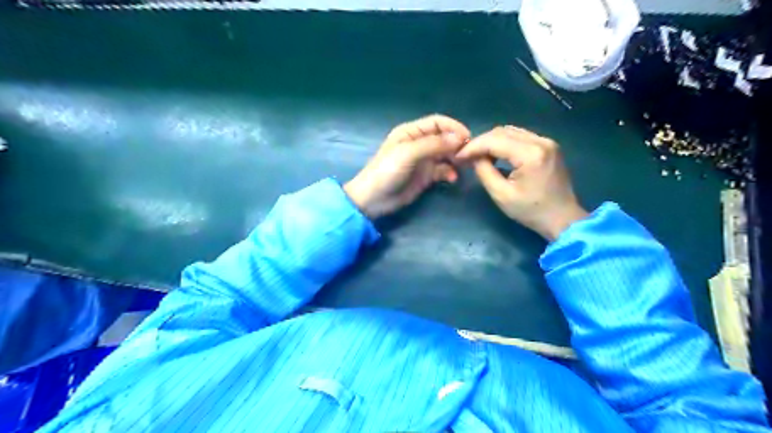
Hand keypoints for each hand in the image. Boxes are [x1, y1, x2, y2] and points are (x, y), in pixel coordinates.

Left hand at [346, 114, 470, 219]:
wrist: (374, 199)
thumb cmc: (387, 171)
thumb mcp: (408, 153)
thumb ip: (433, 144)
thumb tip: (459, 138)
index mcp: (411, 132)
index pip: (437, 123)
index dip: (453, 127)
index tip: (468, 137)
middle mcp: (419, 143)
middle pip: (444, 138)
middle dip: (457, 144)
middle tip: (469, 155)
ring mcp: (423, 161)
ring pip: (446, 155)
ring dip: (456, 159)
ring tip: (464, 166)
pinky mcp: (426, 176)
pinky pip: (443, 170)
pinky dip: (450, 173)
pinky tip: (452, 178)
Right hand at [453, 125, 588, 239]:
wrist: (562, 218)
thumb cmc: (530, 211)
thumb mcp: (501, 195)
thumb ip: (484, 171)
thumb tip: (474, 157)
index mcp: (530, 154)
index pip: (494, 140)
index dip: (473, 146)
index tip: (458, 156)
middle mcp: (541, 141)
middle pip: (502, 131)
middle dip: (481, 142)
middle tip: (466, 156)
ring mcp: (547, 141)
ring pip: (511, 131)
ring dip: (492, 141)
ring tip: (479, 155)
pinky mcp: (548, 146)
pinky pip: (521, 137)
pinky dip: (505, 143)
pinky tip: (496, 154)